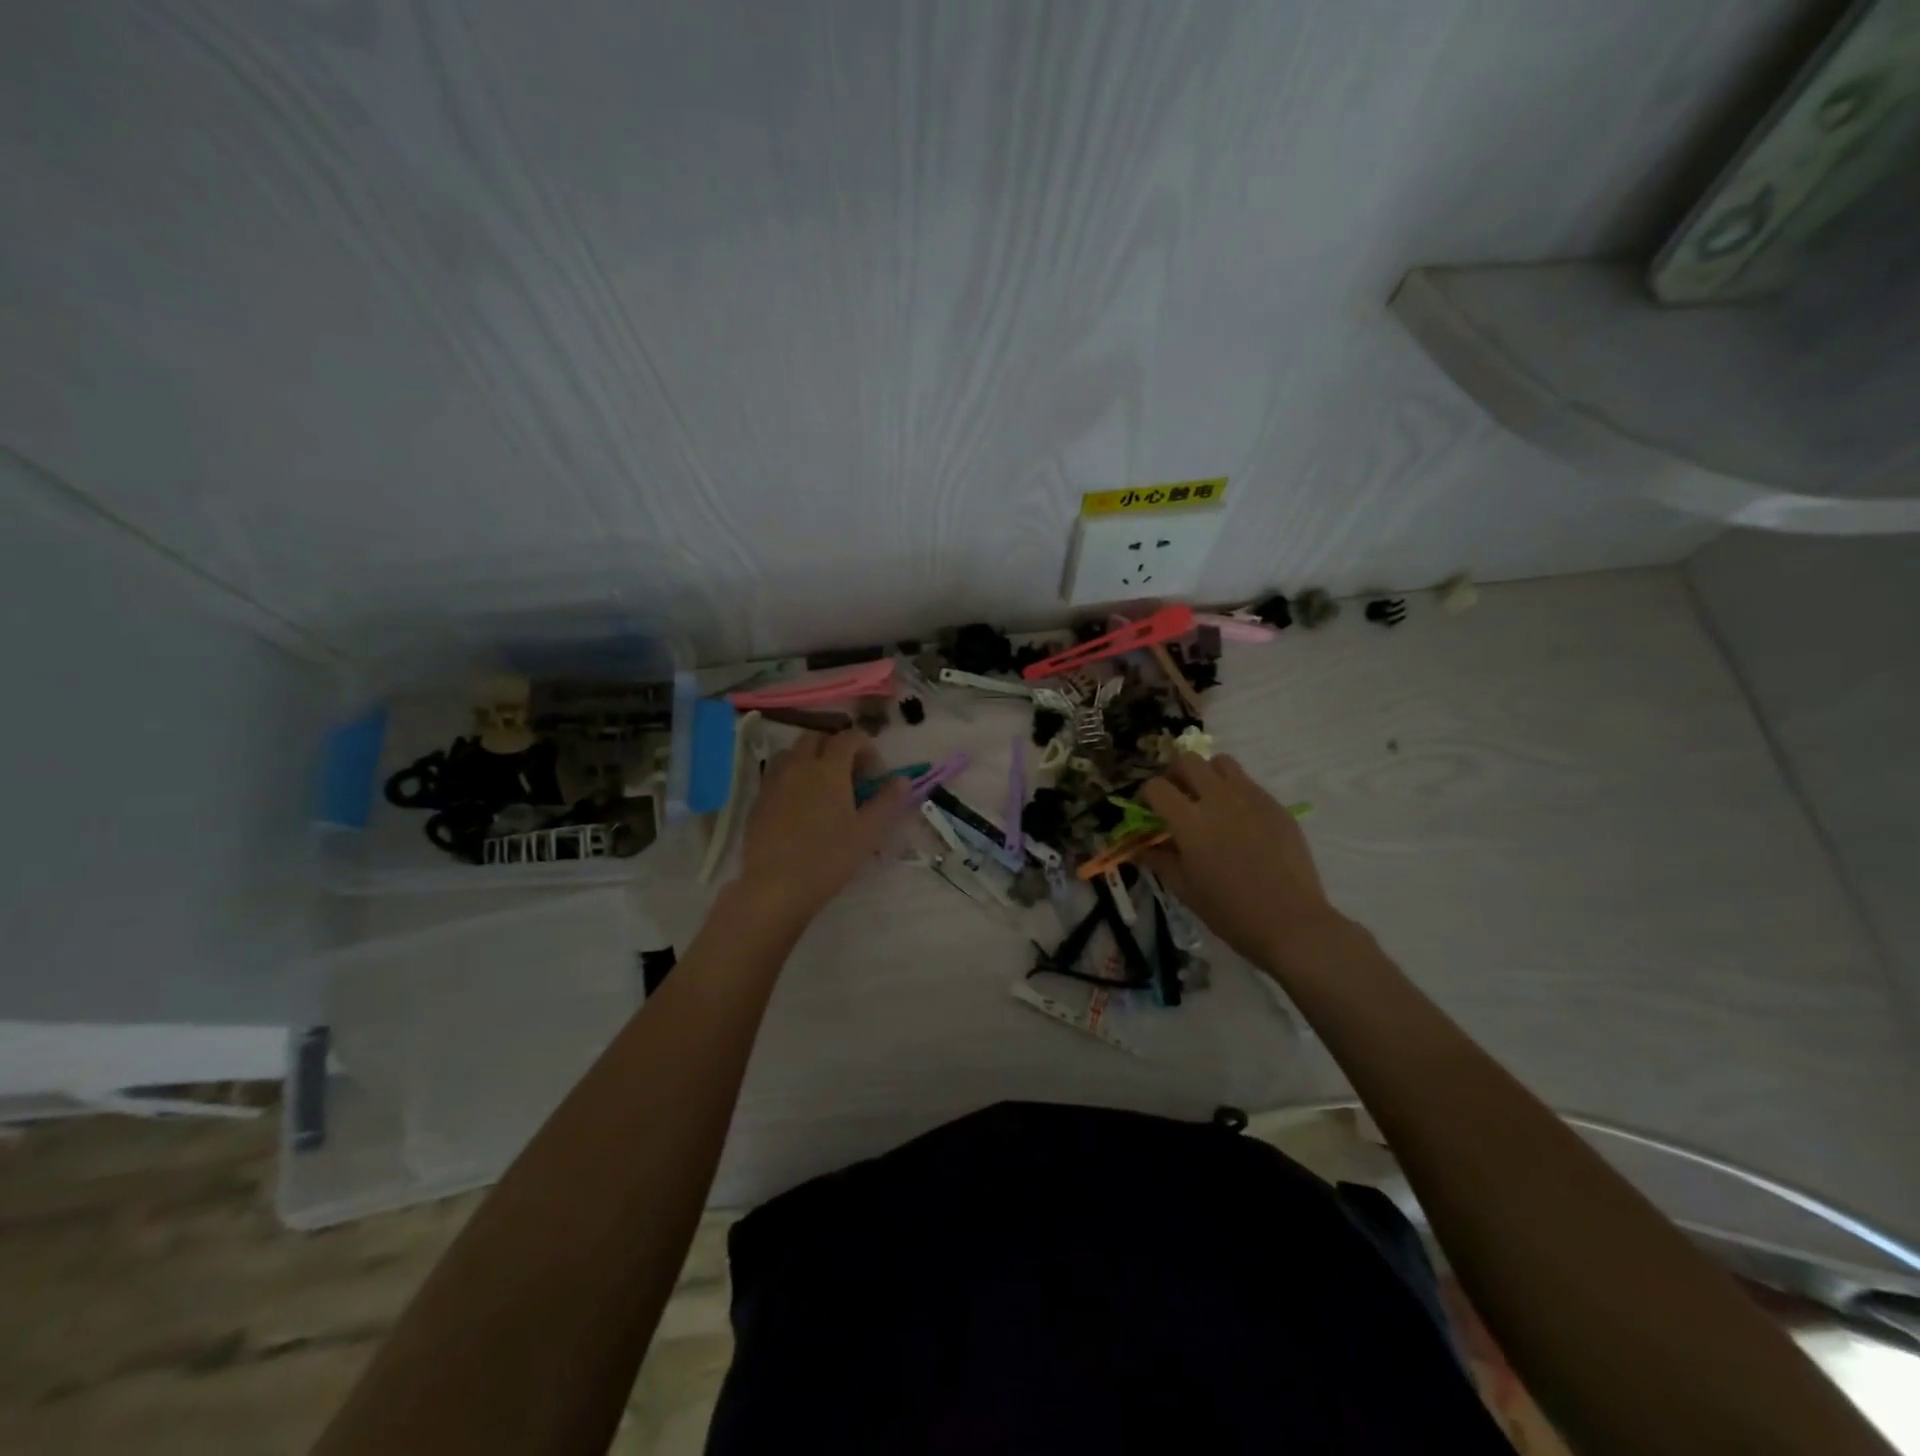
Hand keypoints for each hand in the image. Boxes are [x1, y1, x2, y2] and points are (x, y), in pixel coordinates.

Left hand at [734, 730, 909, 927]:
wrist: (775, 886)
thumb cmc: (828, 858)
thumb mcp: (868, 833)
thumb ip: (888, 802)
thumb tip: (902, 780)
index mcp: (828, 769)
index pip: (849, 738)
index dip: (866, 747)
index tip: (874, 773)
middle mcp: (799, 765)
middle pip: (816, 738)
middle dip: (835, 748)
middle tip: (849, 775)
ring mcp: (774, 781)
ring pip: (792, 753)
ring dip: (809, 759)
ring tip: (821, 786)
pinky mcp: (758, 800)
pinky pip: (776, 774)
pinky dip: (791, 777)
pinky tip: (799, 806)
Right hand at [1140, 753, 1346, 971]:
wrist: (1291, 922)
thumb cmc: (1230, 911)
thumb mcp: (1185, 889)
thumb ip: (1159, 860)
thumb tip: (1140, 847)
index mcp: (1190, 821)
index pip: (1156, 787)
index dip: (1146, 795)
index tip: (1148, 810)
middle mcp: (1218, 799)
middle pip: (1188, 761)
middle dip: (1175, 774)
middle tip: (1177, 797)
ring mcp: (1250, 797)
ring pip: (1221, 762)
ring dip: (1207, 774)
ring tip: (1208, 800)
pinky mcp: (1275, 804)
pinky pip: (1248, 783)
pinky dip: (1234, 791)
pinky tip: (1239, 821)